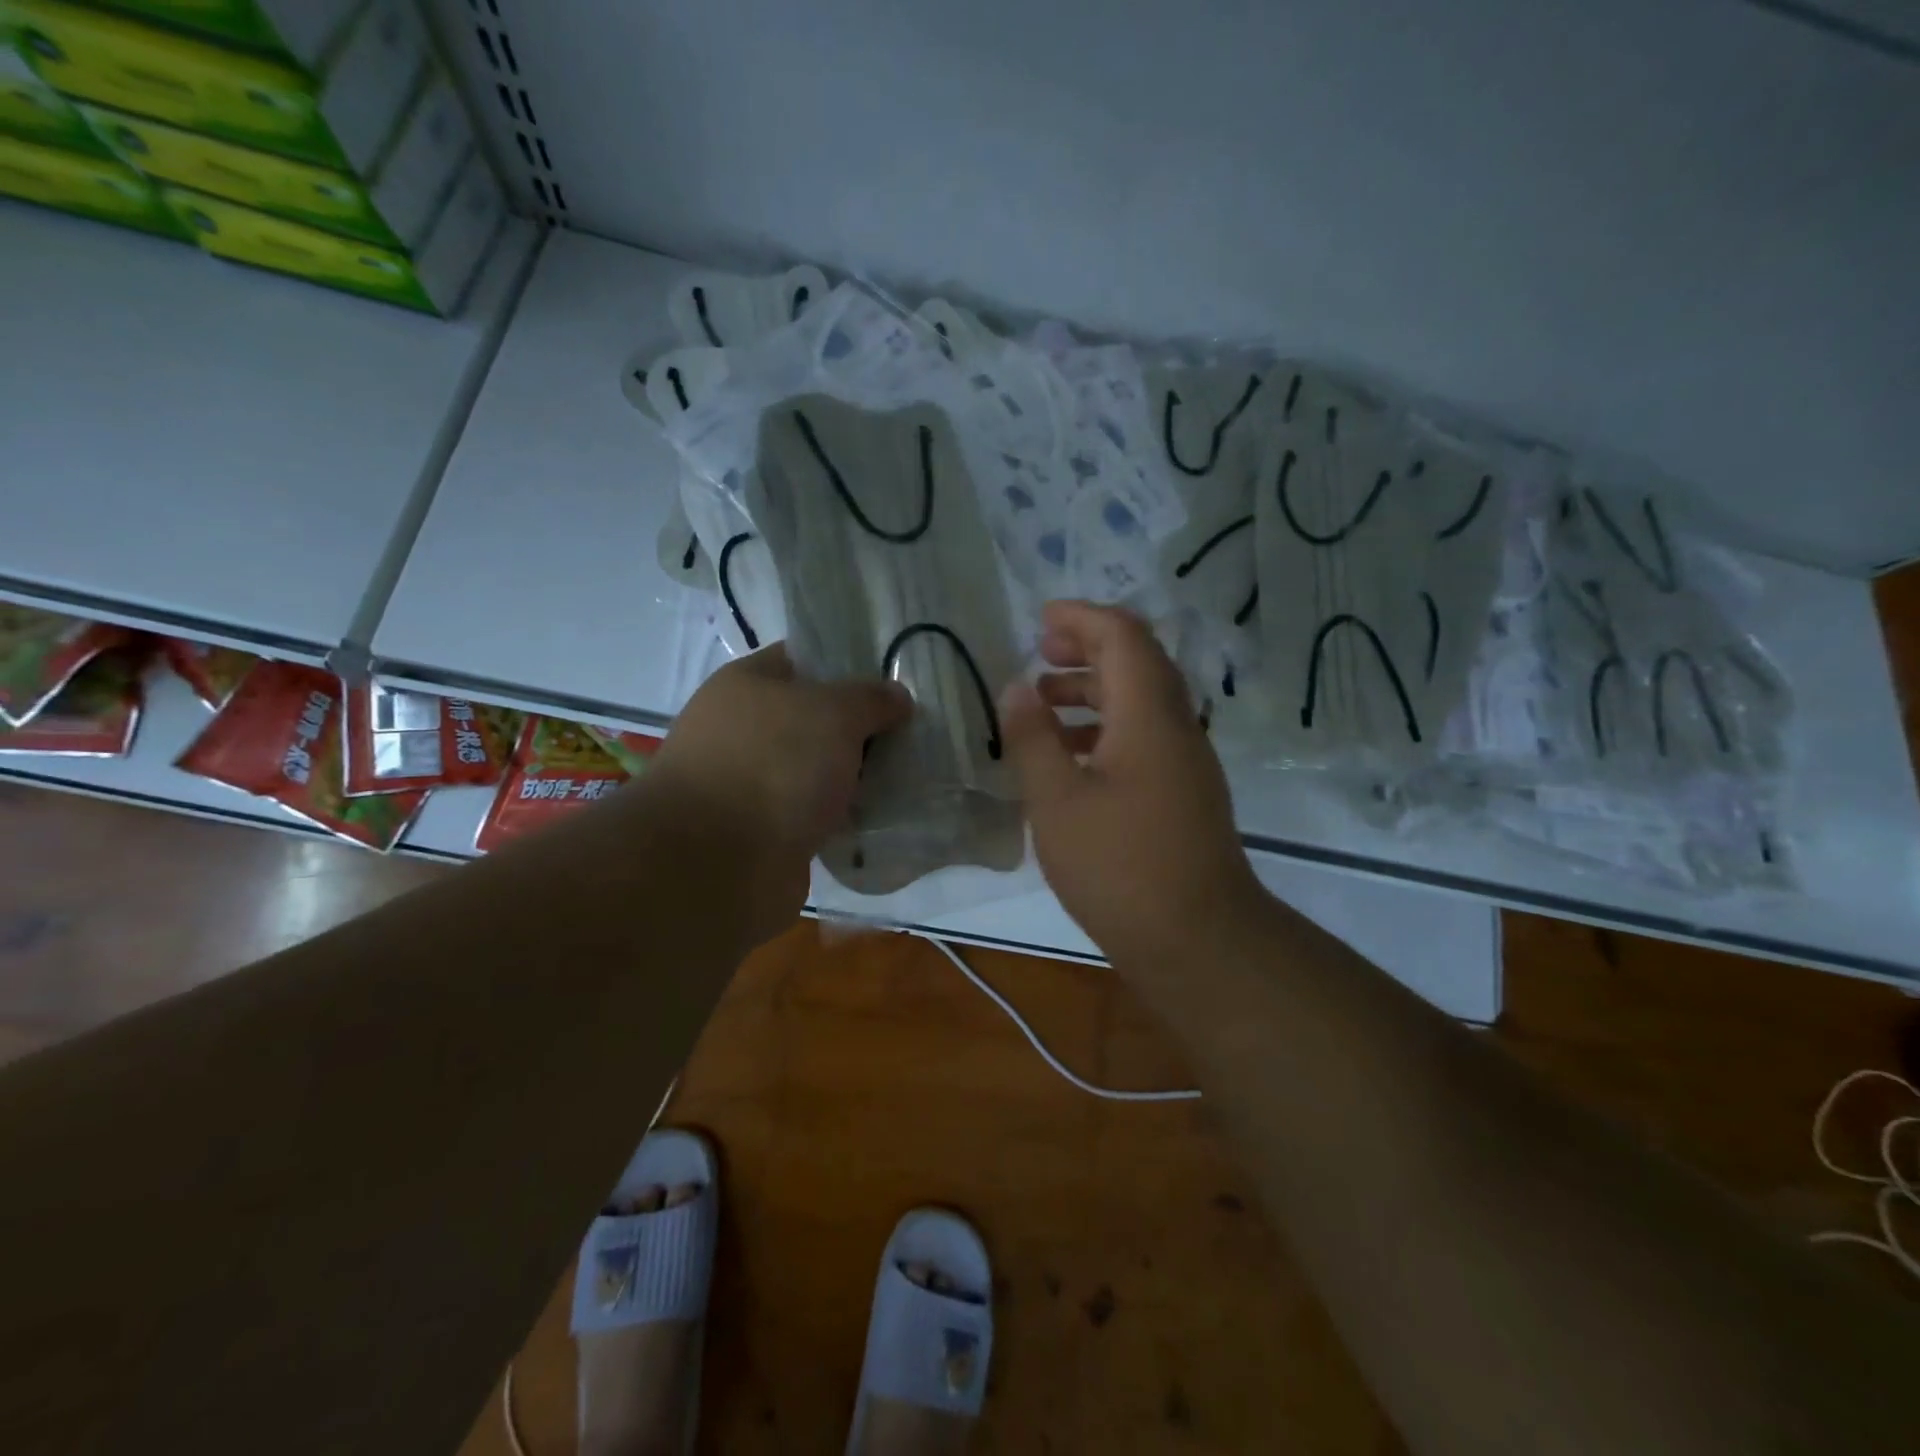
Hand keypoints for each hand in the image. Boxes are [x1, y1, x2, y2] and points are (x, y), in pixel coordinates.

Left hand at [647, 643, 910, 940]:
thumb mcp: (835, 713)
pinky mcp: (763, 831)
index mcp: (746, 684)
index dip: (849, 665)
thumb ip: (871, 698)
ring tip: (906, 777)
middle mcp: (742, 729)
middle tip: (910, 733)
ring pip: (817, 769)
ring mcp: (749, 782)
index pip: (803, 659)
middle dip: (860, 727)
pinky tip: (881, 818)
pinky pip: (814, 813)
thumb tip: (897, 697)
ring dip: (854, 776)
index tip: (893, 680)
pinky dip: (842, 816)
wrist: (717, 865)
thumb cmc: (774, 766)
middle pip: (814, 718)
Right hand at [1000, 601, 1267, 967]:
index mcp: (1149, 715)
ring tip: (1044, 702)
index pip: (1123, 636)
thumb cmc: (1119, 866)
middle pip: (1137, 661)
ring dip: (1094, 689)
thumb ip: (1033, 737)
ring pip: (1141, 701)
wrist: (1198, 940)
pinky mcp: (1184, 792)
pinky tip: (1071, 756)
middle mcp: (1176, 726)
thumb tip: (1017, 686)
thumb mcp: (1056, 800)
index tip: (1039, 619)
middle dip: (1087, 647)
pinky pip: (1145, 735)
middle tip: (1039, 652)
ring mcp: (1186, 761)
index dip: (1081, 617)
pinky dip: (1106, 727)